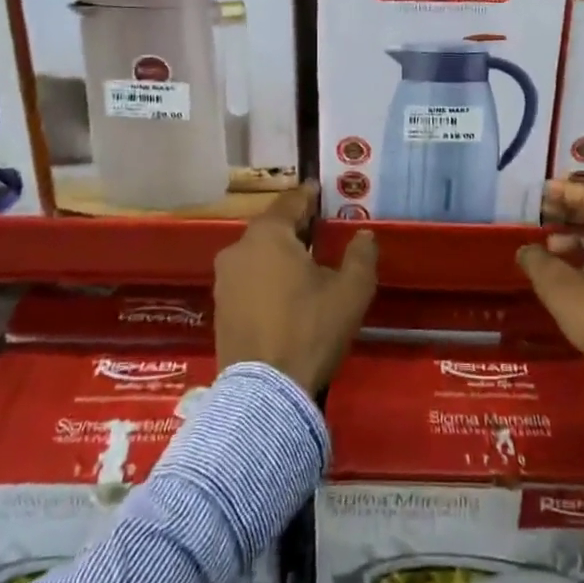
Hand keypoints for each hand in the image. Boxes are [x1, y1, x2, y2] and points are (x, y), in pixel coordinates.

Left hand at [214, 184, 377, 394]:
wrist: (264, 393)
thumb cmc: (310, 330)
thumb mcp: (351, 291)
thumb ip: (361, 256)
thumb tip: (364, 235)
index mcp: (268, 235)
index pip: (291, 203)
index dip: (308, 195)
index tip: (319, 189)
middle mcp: (238, 249)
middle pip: (271, 228)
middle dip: (294, 227)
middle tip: (319, 229)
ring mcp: (224, 281)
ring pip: (257, 255)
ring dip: (278, 254)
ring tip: (304, 263)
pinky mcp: (219, 309)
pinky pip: (247, 280)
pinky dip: (265, 278)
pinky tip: (284, 293)